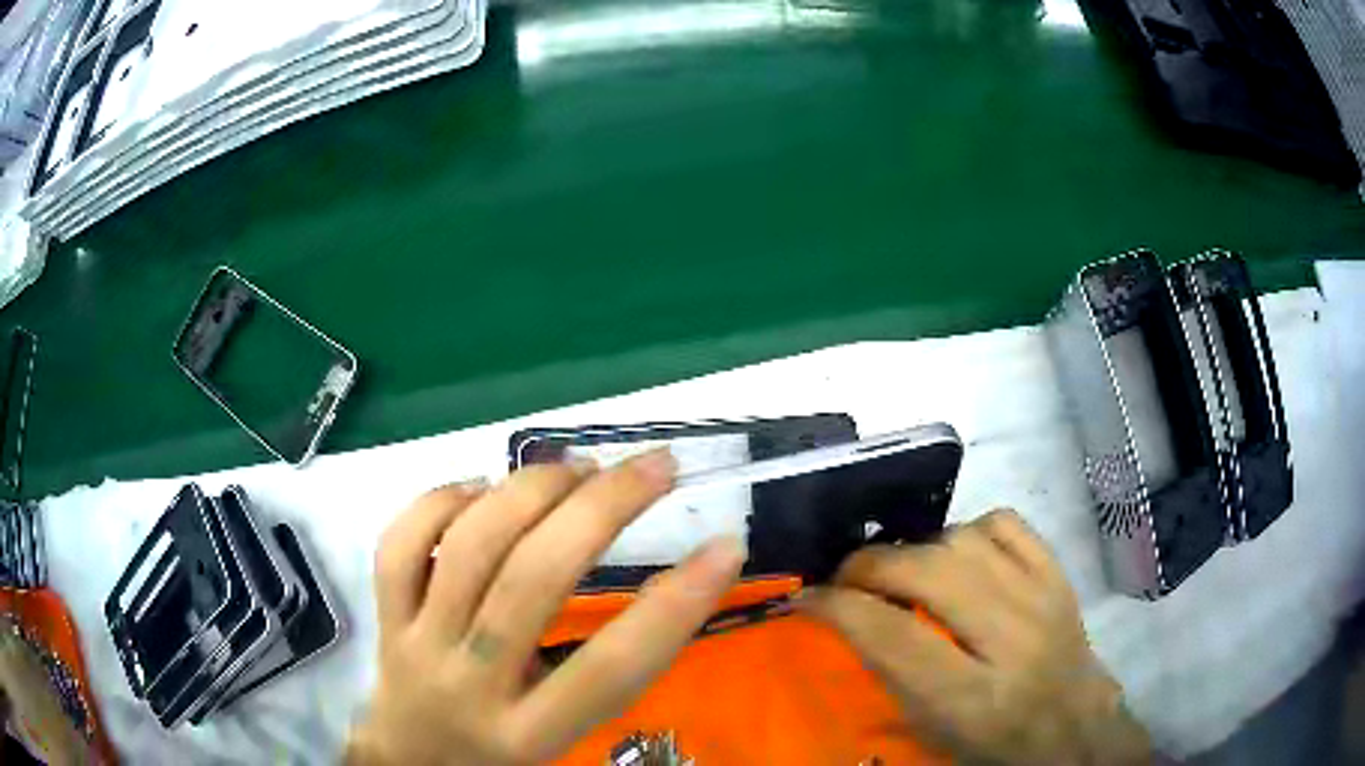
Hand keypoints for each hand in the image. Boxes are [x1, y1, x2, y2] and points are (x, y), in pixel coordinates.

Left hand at [346, 451, 744, 765]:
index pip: (612, 667)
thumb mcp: (564, 739)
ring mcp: (417, 643)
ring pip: (468, 547)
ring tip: (577, 467)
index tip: (726, 546)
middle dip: (603, 508)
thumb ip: (606, 678)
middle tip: (655, 466)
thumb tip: (675, 585)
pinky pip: (401, 544)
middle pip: (533, 581)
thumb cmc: (503, 757)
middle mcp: (469, 684)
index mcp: (530, 734)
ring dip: (530, 489)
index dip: (677, 604)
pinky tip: (483, 489)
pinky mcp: (384, 617)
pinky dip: (443, 501)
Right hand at [802, 509, 1150, 765]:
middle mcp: (1011, 638)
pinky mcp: (1058, 574)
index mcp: (972, 698)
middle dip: (871, 565)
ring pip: (963, 539)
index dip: (838, 607)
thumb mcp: (932, 732)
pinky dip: (967, 529)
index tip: (807, 597)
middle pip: (928, 571)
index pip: (892, 635)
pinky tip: (956, 553)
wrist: (1073, 729)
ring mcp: (1041, 597)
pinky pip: (1004, 523)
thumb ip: (891, 676)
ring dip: (917, 549)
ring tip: (902, 570)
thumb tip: (849, 619)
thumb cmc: (993, 745)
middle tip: (847, 578)